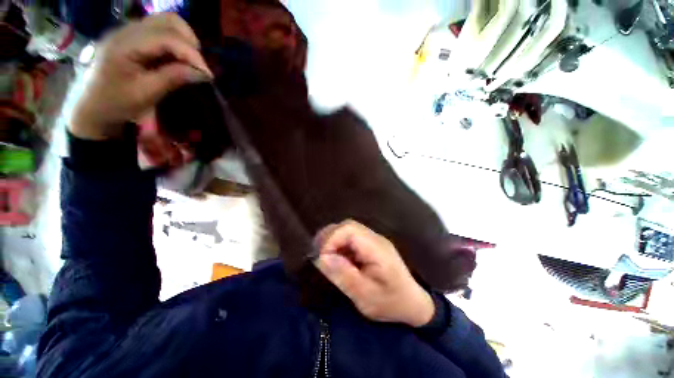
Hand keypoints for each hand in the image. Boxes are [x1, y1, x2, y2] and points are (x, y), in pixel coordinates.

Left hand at [71, 13, 212, 139]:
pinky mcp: (132, 36)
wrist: (90, 105)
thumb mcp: (145, 94)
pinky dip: (176, 41)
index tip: (208, 75)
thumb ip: (173, 78)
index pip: (166, 37)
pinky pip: (160, 30)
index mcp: (124, 44)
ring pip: (165, 22)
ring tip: (191, 61)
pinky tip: (178, 58)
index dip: (191, 54)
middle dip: (190, 43)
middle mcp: (126, 30)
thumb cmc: (115, 103)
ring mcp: (128, 30)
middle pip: (168, 21)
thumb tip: (203, 73)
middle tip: (199, 66)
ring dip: (184, 40)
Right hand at [313, 220, 434, 326]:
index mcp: (377, 248)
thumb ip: (344, 275)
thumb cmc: (391, 302)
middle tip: (319, 255)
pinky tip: (336, 258)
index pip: (349, 230)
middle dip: (329, 237)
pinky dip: (339, 244)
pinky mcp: (370, 245)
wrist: (412, 303)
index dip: (331, 239)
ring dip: (333, 239)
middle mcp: (375, 238)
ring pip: (347, 229)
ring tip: (325, 256)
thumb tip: (321, 257)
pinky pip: (350, 237)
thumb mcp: (365, 296)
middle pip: (347, 225)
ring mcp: (373, 240)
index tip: (321, 258)